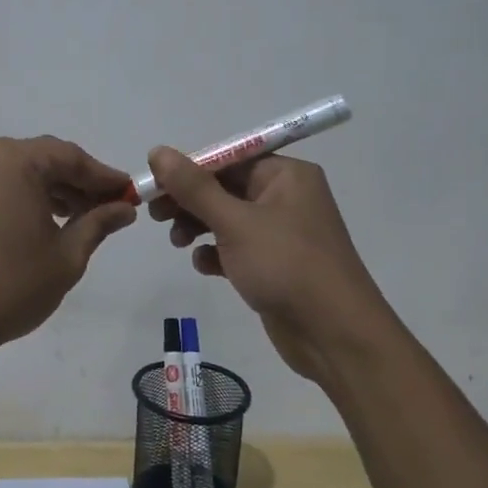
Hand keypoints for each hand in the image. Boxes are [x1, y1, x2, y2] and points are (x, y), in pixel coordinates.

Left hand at [0, 136, 136, 359]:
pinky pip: (5, 182)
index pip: (72, 157)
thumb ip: (98, 223)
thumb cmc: (11, 285)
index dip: (105, 176)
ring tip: (85, 218)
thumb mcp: (66, 256)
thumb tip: (124, 208)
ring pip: (25, 170)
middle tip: (112, 208)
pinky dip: (30, 195)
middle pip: (47, 159)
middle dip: (80, 183)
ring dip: (56, 189)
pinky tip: (52, 221)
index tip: (131, 194)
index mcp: (15, 160)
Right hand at [145, 148, 385, 382]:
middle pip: (224, 188)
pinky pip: (237, 248)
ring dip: (198, 227)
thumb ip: (194, 187)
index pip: (227, 159)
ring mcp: (281, 233)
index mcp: (286, 176)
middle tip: (155, 215)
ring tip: (178, 243)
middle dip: (189, 201)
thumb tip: (158, 152)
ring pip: (227, 219)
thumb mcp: (235, 222)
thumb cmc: (287, 266)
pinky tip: (205, 266)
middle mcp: (286, 197)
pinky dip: (217, 253)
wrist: (335, 336)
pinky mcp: (275, 265)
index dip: (187, 170)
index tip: (153, 185)